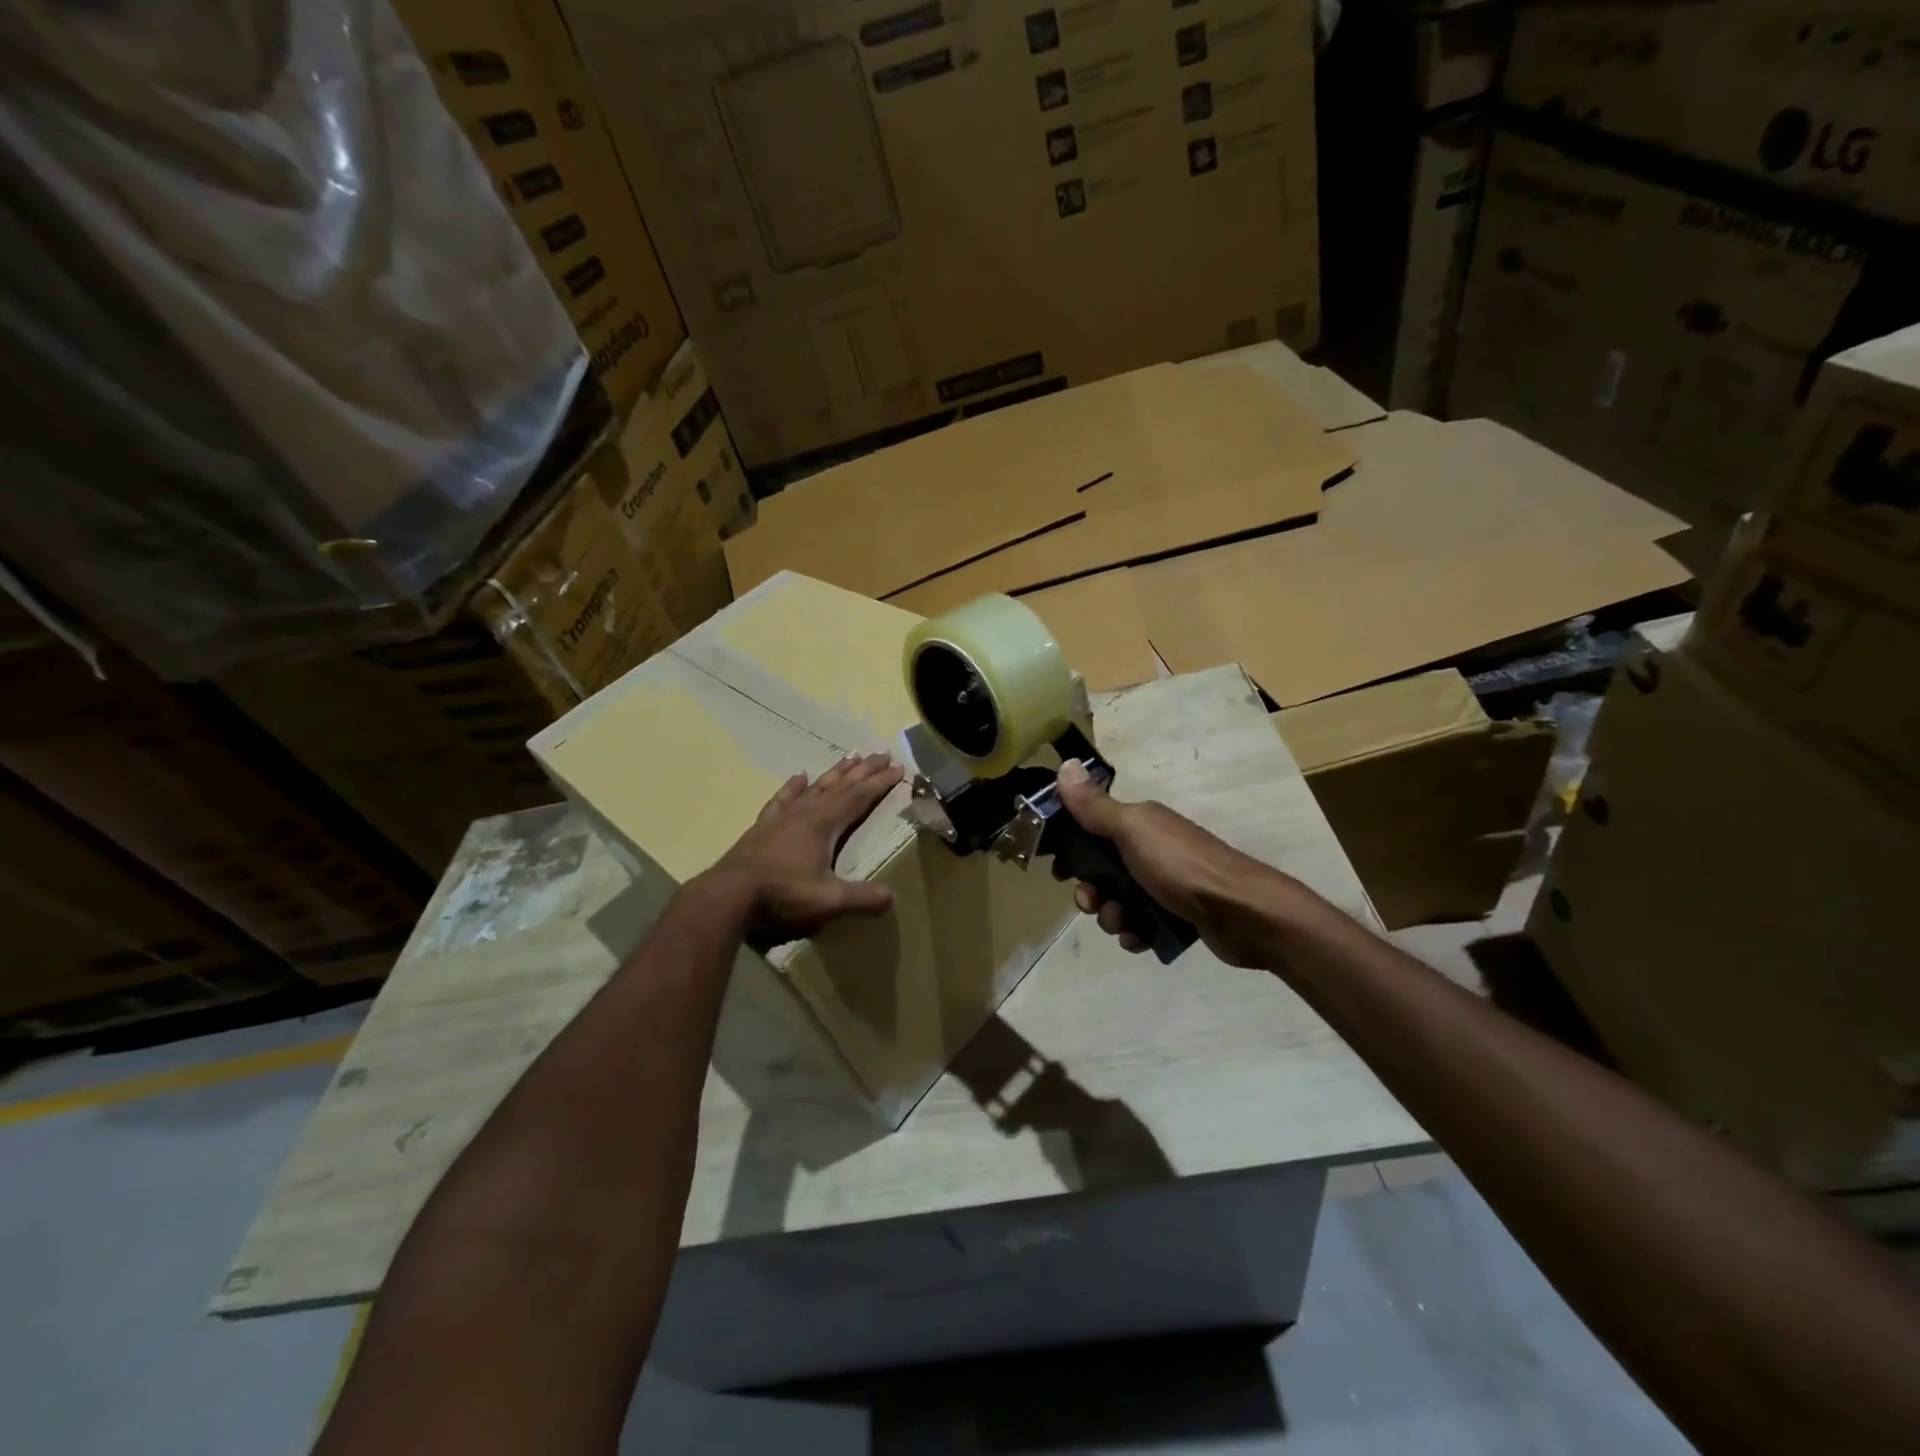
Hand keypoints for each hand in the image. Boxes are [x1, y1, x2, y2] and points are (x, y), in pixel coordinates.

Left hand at [706, 752, 904, 938]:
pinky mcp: (764, 826)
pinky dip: (793, 786)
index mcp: (825, 824)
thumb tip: (892, 897)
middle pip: (841, 785)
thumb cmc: (782, 894)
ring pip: (816, 787)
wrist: (729, 894)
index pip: (859, 797)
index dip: (880, 783)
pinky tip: (799, 776)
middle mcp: (806, 812)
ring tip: (851, 755)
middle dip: (864, 770)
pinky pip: (783, 798)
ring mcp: (783, 816)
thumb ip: (861, 898)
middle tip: (882, 754)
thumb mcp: (827, 900)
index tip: (899, 768)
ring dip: (836, 772)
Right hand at [1053, 758, 1293, 967]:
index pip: (1091, 829)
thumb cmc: (1181, 866)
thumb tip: (1066, 765)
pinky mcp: (1178, 915)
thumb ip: (1095, 806)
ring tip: (1124, 923)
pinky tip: (1141, 938)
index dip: (1072, 849)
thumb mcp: (1132, 830)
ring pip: (1120, 901)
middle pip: (1102, 870)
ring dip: (1112, 916)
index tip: (1060, 872)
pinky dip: (1136, 933)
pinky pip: (1142, 925)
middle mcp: (1152, 849)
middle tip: (1093, 903)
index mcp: (1139, 824)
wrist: (1243, 912)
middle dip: (1091, 890)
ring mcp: (1166, 884)